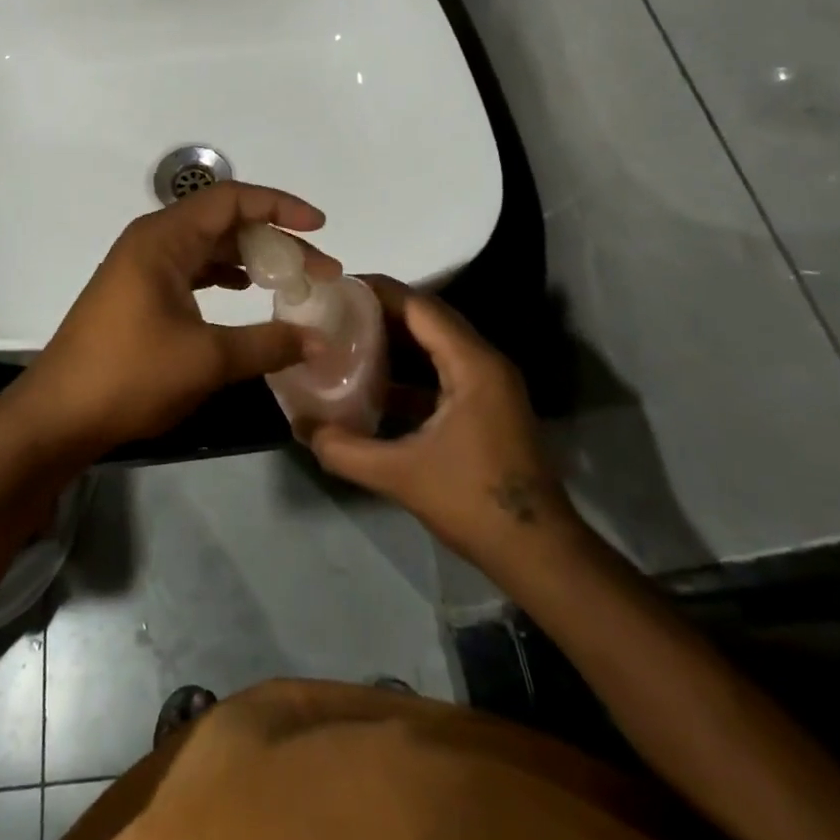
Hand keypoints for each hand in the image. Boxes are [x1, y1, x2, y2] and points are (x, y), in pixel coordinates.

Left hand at [20, 182, 338, 457]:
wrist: (58, 415)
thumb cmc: (129, 375)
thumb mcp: (206, 360)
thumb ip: (267, 344)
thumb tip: (319, 340)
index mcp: (163, 238)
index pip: (231, 199)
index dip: (279, 206)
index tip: (319, 227)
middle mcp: (152, 240)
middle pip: (223, 221)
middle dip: (273, 239)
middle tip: (317, 270)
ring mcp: (142, 266)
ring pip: (208, 246)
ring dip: (250, 259)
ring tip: (289, 282)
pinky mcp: (139, 291)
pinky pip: (192, 267)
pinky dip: (224, 275)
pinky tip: (245, 293)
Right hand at [310, 278, 579, 561]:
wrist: (539, 554)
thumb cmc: (474, 502)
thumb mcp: (400, 475)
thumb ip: (345, 449)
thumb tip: (301, 427)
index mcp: (472, 364)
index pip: (420, 306)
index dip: (377, 291)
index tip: (337, 286)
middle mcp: (484, 362)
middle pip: (427, 318)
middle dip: (381, 311)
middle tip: (334, 310)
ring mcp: (488, 385)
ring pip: (435, 344)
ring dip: (395, 339)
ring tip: (346, 337)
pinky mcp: (485, 406)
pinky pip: (441, 369)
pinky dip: (409, 369)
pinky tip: (374, 383)